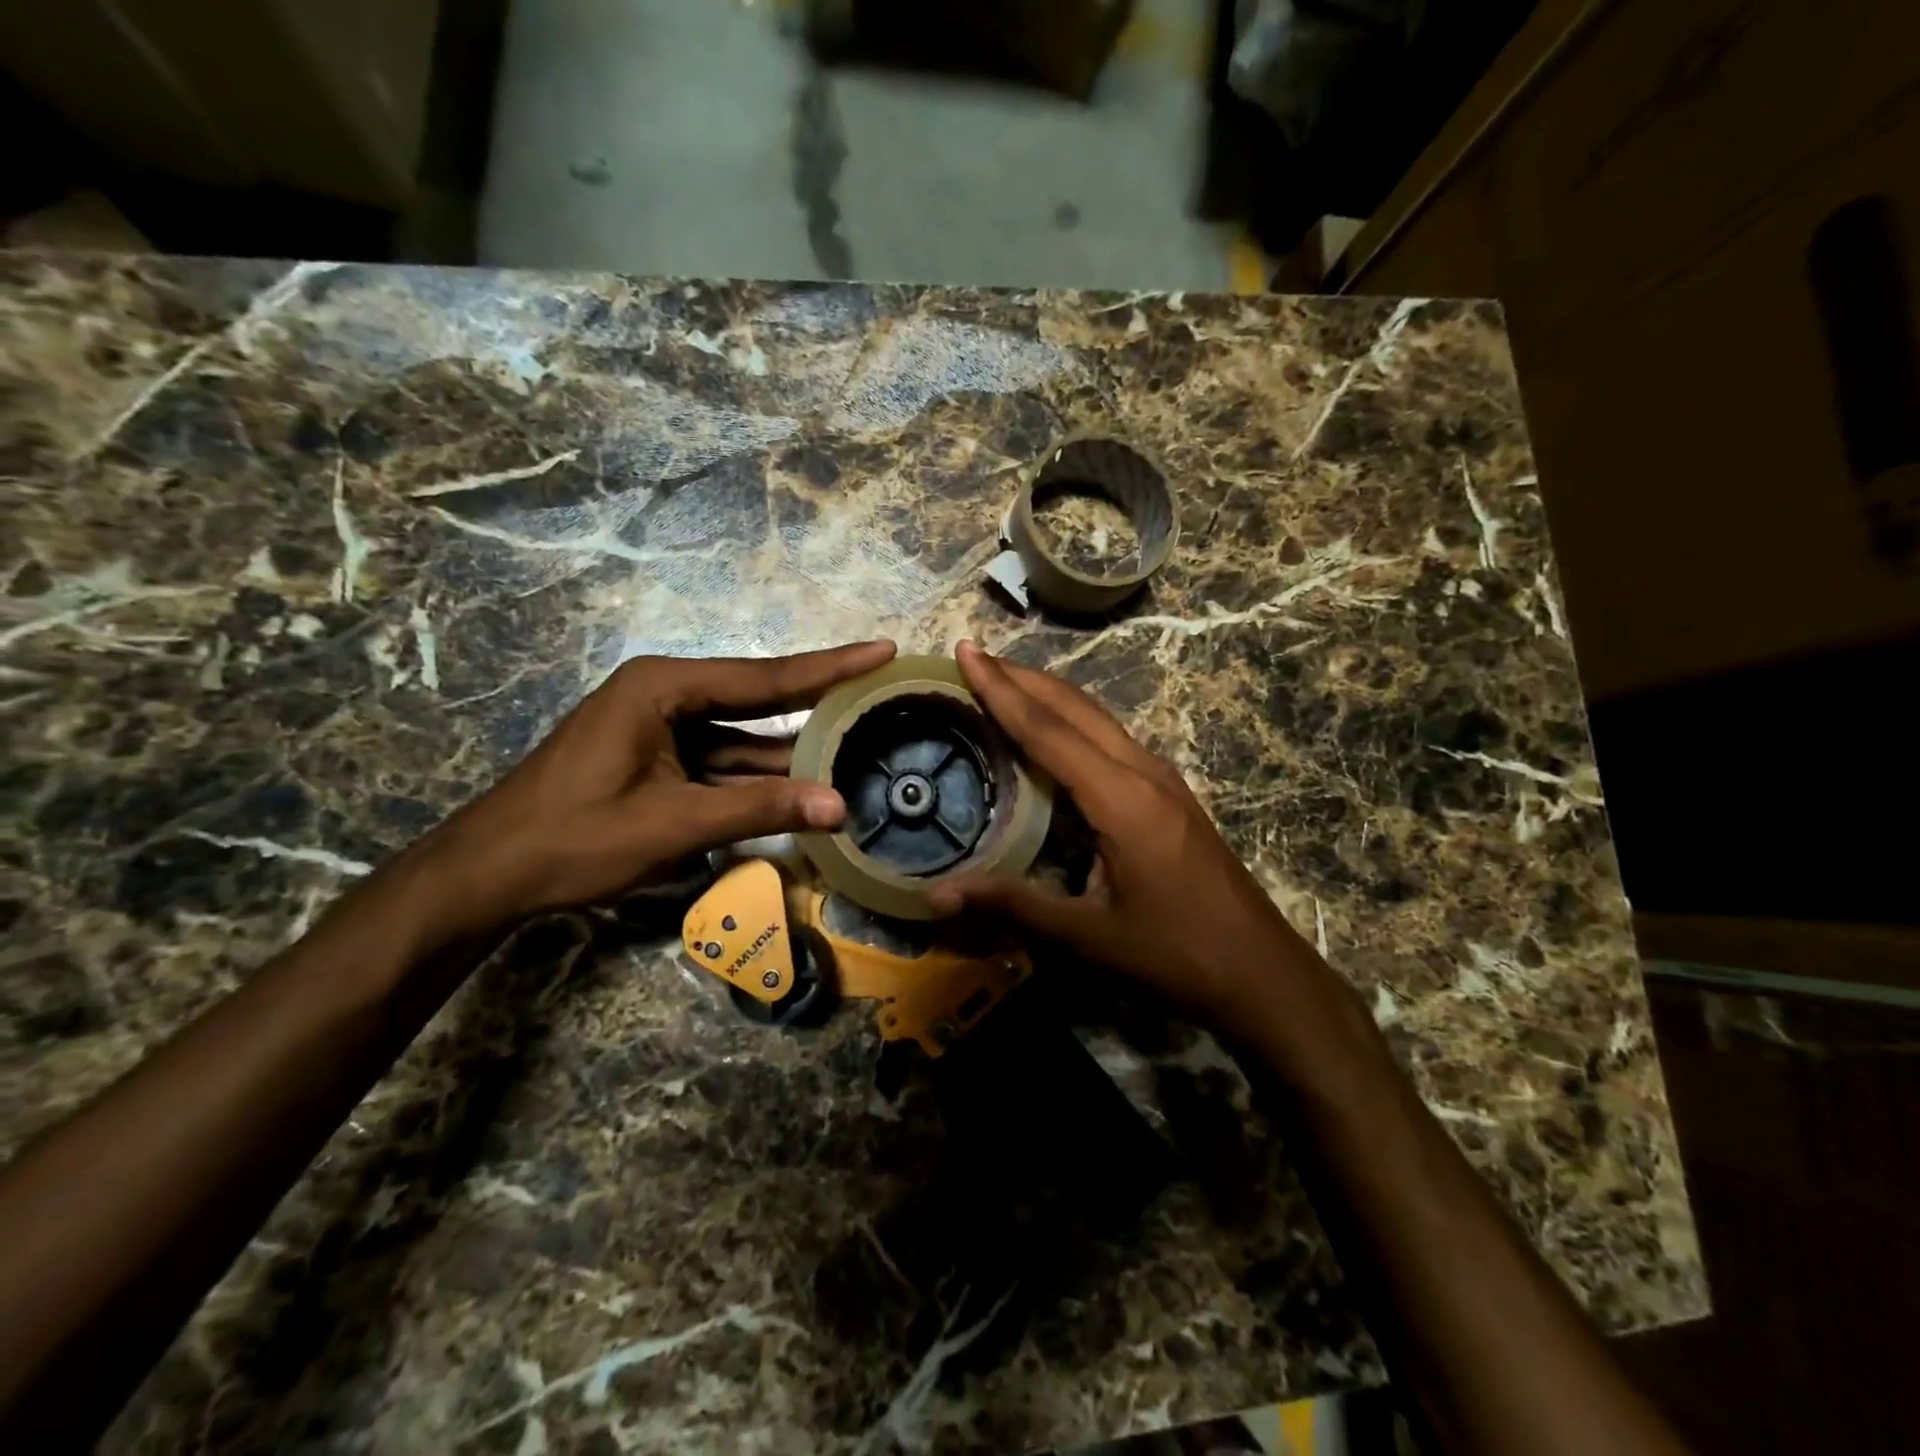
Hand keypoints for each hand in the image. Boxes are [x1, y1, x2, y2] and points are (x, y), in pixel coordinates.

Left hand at [420, 641, 896, 931]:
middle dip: (820, 699)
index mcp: (665, 687)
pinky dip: (762, 778)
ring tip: (860, 744)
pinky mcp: (662, 759)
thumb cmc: (574, 838)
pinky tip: (805, 786)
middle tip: (881, 686)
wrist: (490, 874)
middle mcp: (668, 694)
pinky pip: (725, 761)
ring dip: (794, 751)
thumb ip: (758, 808)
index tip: (882, 650)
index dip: (830, 667)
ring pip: (746, 737)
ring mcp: (664, 728)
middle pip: (760, 698)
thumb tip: (840, 806)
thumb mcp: (674, 824)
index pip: (765, 677)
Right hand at [930, 642, 1326, 1027]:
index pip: (1048, 731)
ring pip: (1097, 717)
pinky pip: (1111, 738)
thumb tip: (937, 895)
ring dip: (1048, 694)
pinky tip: (1052, 732)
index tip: (966, 652)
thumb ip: (1013, 905)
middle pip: (1075, 707)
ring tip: (1003, 681)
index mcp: (1122, 799)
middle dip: (1022, 677)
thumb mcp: (1088, 937)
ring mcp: (1162, 779)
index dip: (1001, 690)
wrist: (1260, 972)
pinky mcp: (1169, 792)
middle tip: (974, 656)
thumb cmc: (1174, 956)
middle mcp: (1143, 772)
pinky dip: (1071, 720)